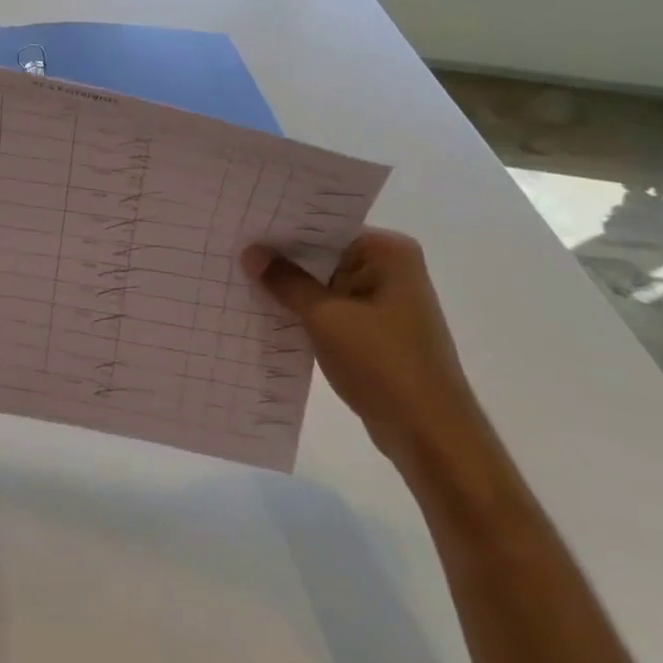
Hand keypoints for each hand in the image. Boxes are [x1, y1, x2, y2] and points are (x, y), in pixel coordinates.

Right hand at [241, 229, 487, 472]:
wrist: (430, 437)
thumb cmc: (384, 365)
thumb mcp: (326, 318)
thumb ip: (286, 282)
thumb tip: (250, 252)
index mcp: (388, 253)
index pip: (325, 227)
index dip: (283, 228)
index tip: (243, 225)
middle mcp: (389, 269)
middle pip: (323, 254)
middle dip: (282, 258)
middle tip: (231, 247)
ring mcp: (382, 302)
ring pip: (323, 284)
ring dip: (290, 288)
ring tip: (237, 276)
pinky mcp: (373, 331)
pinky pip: (329, 310)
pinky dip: (303, 312)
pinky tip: (263, 311)